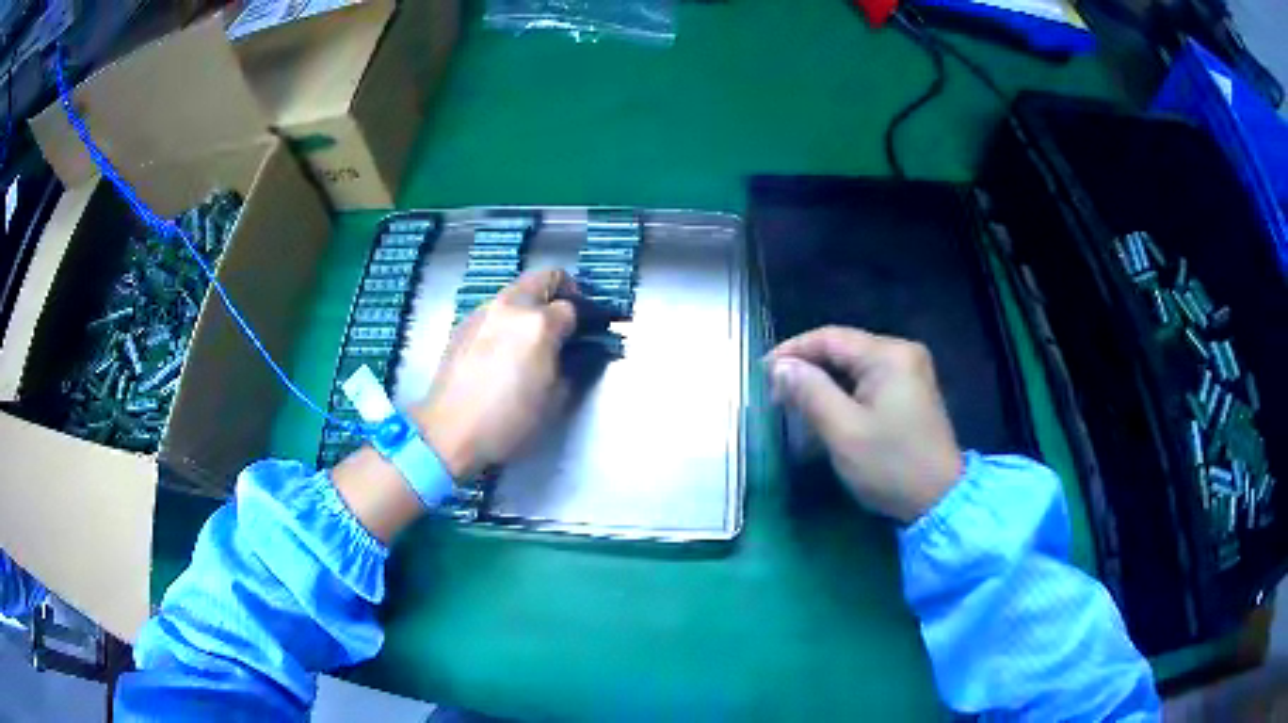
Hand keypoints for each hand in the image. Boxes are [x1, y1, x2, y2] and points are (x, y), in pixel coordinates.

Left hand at [410, 269, 576, 479]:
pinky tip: (502, 349)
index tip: (586, 335)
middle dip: (560, 292)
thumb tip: (584, 351)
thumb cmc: (509, 421)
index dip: (584, 321)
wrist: (450, 432)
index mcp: (539, 323)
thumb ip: (576, 366)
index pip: (572, 306)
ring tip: (531, 338)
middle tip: (565, 321)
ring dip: (531, 304)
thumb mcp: (556, 400)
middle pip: (544, 278)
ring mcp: (483, 311)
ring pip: (516, 291)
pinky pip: (493, 309)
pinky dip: (507, 318)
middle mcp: (511, 306)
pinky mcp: (463, 324)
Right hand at [767, 326, 962, 522]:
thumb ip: (810, 392)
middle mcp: (902, 353)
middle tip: (775, 393)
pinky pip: (868, 382)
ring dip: (823, 383)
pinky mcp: (911, 392)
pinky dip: (843, 393)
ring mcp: (910, 372)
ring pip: (854, 367)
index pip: (830, 338)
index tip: (762, 372)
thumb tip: (781, 366)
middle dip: (807, 369)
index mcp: (889, 355)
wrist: (939, 500)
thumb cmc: (890, 465)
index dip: (792, 351)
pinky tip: (824, 411)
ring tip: (792, 404)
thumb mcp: (843, 431)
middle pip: (843, 350)